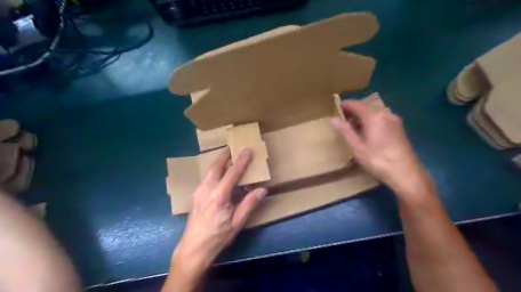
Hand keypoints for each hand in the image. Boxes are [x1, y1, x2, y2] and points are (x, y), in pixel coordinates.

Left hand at [173, 149, 266, 277]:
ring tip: (226, 156)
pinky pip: (206, 178)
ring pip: (209, 171)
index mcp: (219, 195)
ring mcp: (198, 192)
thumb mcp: (237, 223)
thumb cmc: (218, 237)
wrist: (193, 249)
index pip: (233, 173)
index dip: (242, 161)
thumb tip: (263, 189)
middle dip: (224, 155)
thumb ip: (249, 204)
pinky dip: (213, 171)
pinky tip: (218, 173)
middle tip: (232, 147)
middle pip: (216, 166)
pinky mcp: (195, 196)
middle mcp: (206, 189)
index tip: (247, 150)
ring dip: (218, 162)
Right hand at [334, 99, 431, 196]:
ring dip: (361, 118)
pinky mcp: (398, 128)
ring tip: (351, 128)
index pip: (356, 104)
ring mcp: (394, 121)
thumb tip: (333, 119)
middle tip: (341, 121)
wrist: (406, 174)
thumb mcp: (357, 147)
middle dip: (352, 112)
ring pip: (373, 114)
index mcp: (374, 117)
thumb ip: (345, 131)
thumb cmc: (378, 160)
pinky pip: (380, 119)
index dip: (344, 105)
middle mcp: (385, 114)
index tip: (335, 109)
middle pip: (365, 108)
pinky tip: (365, 133)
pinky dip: (370, 122)